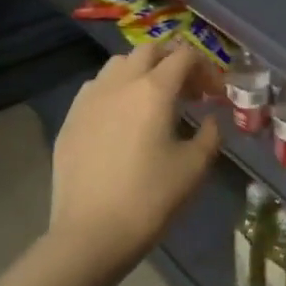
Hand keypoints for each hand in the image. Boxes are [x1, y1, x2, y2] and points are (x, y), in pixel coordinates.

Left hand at [51, 43, 221, 270]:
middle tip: (187, 89)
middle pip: (150, 50)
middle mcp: (121, 83)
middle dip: (173, 61)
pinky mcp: (71, 118)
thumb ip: (209, 135)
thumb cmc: (149, 198)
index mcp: (155, 89)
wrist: (90, 234)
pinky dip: (115, 89)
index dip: (205, 68)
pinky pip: (96, 87)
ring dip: (141, 70)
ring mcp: (90, 98)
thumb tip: (208, 120)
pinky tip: (121, 117)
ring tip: (152, 99)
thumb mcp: (194, 167)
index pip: (185, 56)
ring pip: (119, 64)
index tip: (215, 93)